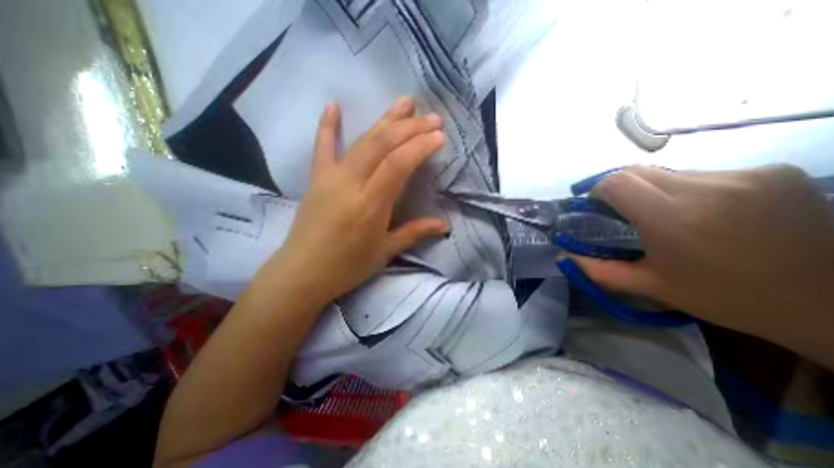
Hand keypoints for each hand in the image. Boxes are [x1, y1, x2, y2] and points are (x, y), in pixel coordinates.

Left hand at [260, 97, 448, 305]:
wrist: (302, 273)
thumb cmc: (347, 267)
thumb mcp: (385, 251)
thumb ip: (415, 232)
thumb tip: (445, 224)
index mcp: (370, 205)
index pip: (398, 164)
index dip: (420, 146)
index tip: (439, 136)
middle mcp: (350, 184)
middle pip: (382, 145)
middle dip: (410, 128)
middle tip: (432, 118)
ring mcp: (330, 177)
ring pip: (361, 141)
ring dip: (385, 120)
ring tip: (404, 102)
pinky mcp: (316, 178)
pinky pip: (322, 147)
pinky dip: (327, 125)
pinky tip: (332, 105)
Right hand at [571, 166, 833, 367]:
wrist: (833, 303)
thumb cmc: (726, 297)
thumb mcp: (652, 286)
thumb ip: (599, 270)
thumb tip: (562, 257)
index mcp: (672, 218)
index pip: (616, 182)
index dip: (598, 189)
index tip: (596, 205)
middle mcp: (706, 188)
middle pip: (639, 171)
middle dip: (621, 188)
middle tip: (623, 211)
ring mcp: (744, 176)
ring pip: (670, 172)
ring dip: (656, 190)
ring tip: (669, 216)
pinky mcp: (772, 172)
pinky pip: (705, 174)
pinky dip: (690, 189)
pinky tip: (706, 212)